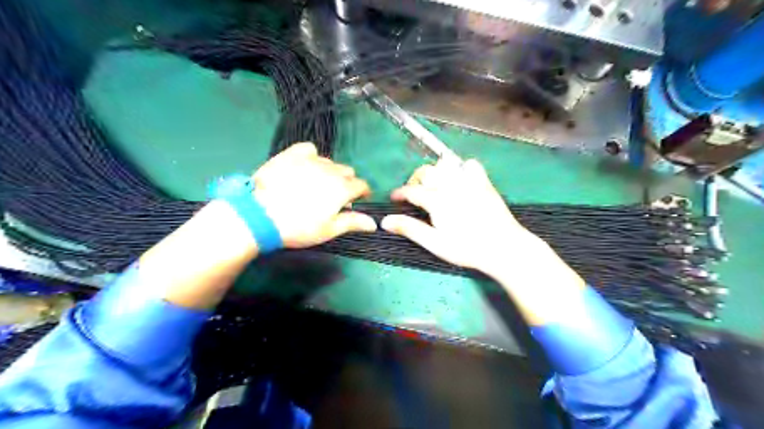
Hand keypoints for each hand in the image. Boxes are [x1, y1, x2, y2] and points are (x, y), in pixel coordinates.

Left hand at [253, 143, 378, 248]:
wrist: (259, 216)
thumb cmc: (298, 227)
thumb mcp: (328, 230)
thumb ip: (353, 222)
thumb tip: (374, 223)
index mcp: (342, 188)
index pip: (362, 185)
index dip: (362, 193)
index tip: (356, 201)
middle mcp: (331, 169)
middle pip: (347, 172)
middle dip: (346, 182)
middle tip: (333, 198)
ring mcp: (311, 159)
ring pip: (329, 162)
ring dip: (329, 172)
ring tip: (316, 185)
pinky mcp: (292, 154)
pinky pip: (309, 149)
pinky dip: (312, 157)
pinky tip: (305, 167)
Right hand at [379, 159, 538, 276]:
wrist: (503, 247)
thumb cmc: (466, 248)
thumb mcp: (435, 243)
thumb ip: (410, 229)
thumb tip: (384, 221)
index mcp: (437, 200)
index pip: (412, 190)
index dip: (400, 193)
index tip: (394, 198)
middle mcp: (451, 185)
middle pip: (426, 171)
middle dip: (416, 179)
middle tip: (415, 194)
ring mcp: (469, 181)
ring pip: (446, 164)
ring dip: (437, 172)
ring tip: (436, 186)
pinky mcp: (484, 182)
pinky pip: (470, 164)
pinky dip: (461, 169)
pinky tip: (460, 181)